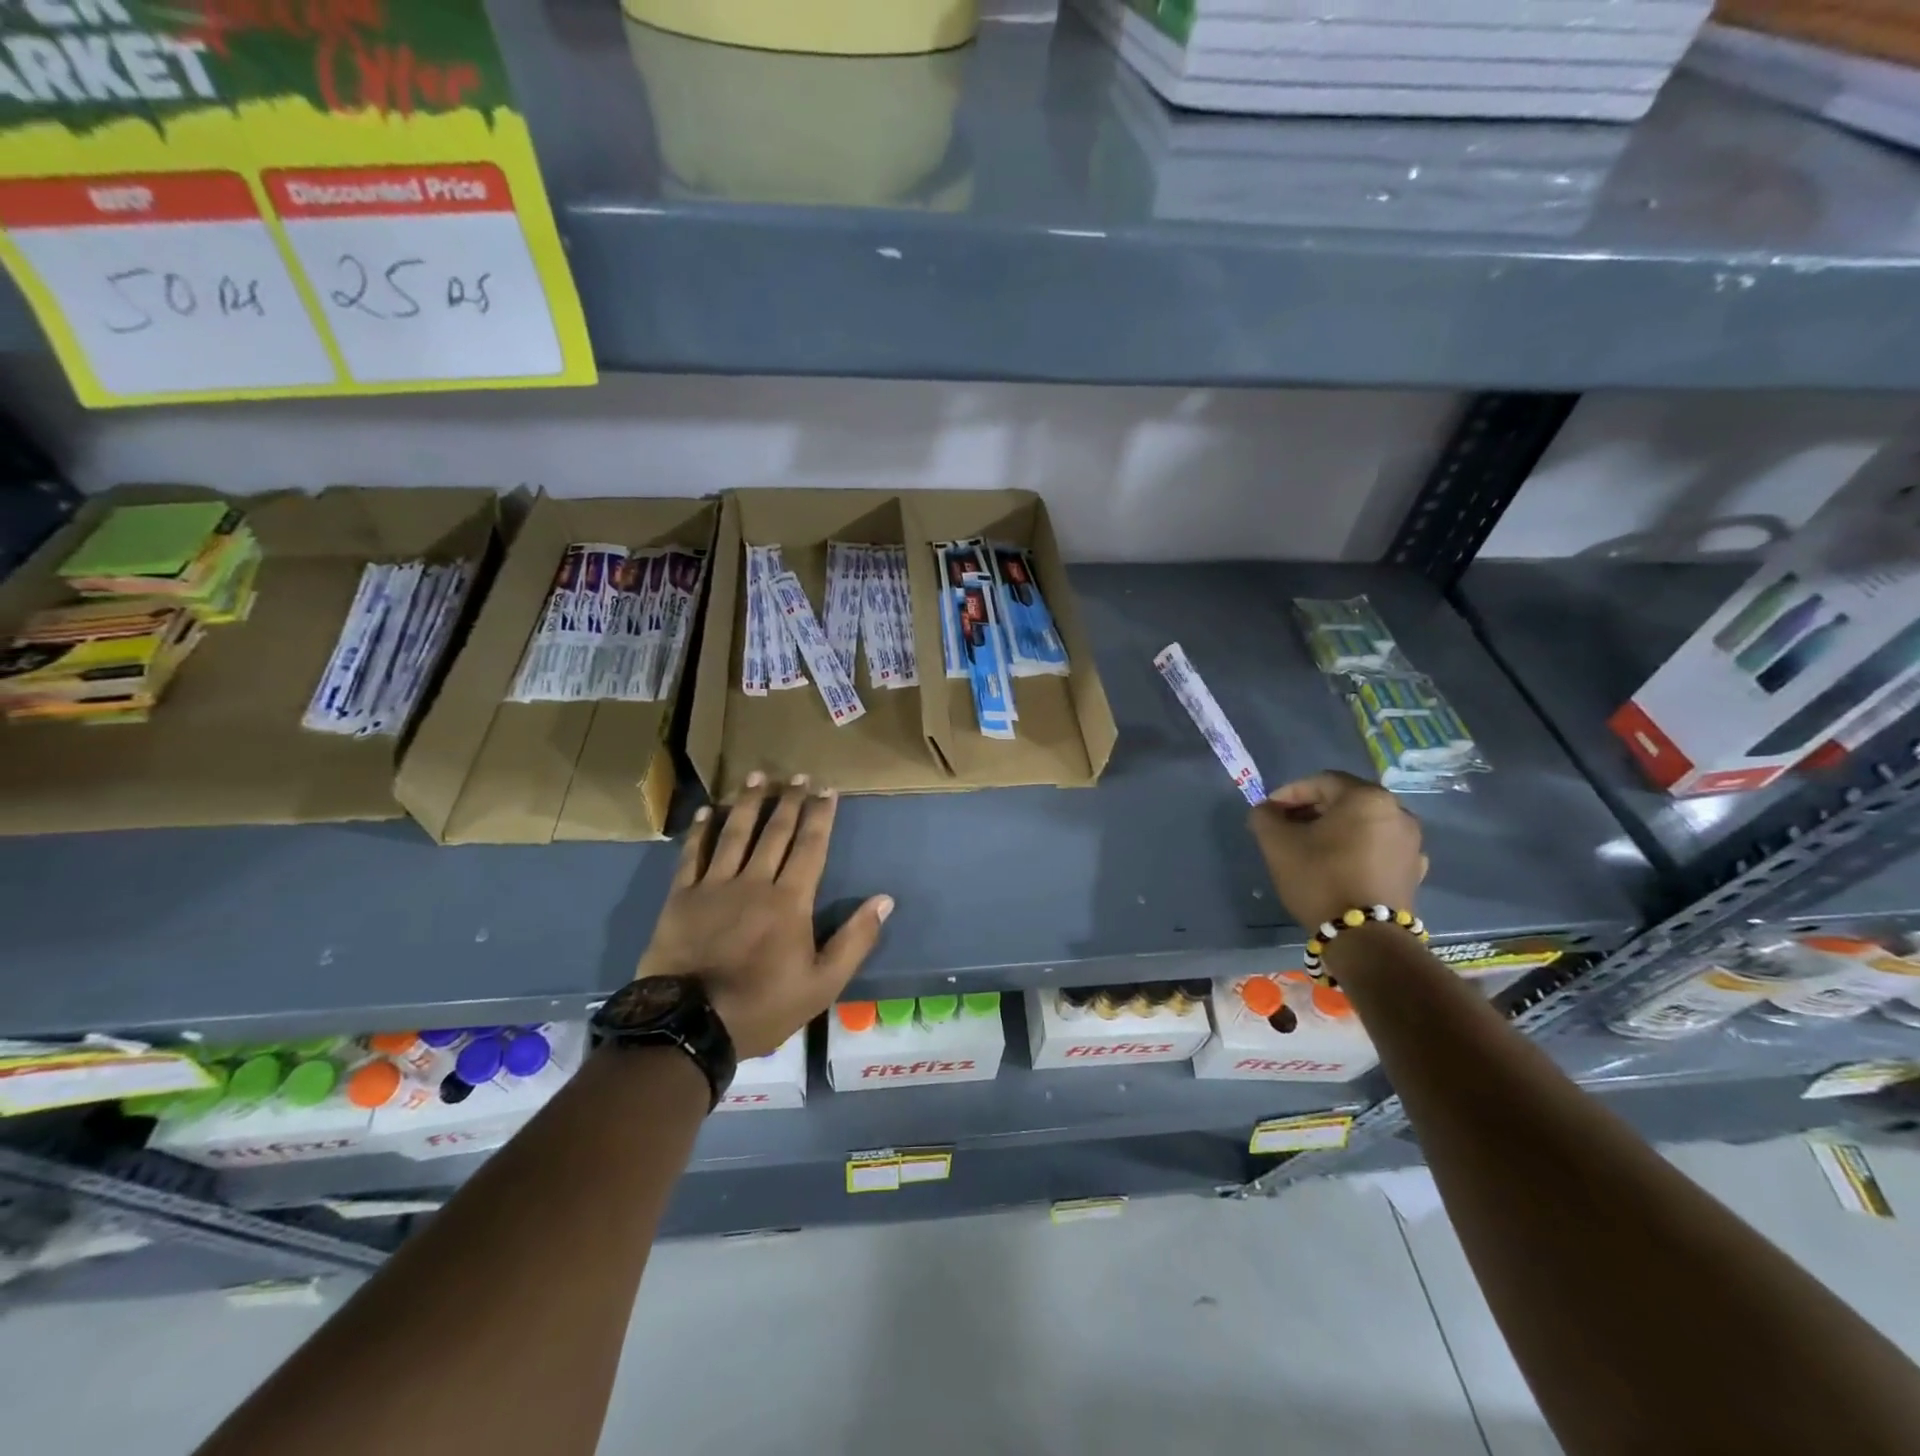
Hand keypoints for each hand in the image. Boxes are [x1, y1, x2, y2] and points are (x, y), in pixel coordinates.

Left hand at [636, 773, 892, 1058]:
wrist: (689, 1026)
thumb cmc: (762, 1006)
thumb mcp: (822, 984)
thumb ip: (855, 940)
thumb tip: (884, 900)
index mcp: (790, 900)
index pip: (810, 846)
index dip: (820, 815)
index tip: (827, 789)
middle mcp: (754, 882)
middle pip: (775, 832)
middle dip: (789, 800)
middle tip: (797, 775)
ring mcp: (714, 886)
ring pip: (735, 834)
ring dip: (748, 803)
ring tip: (758, 776)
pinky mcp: (681, 897)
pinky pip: (692, 855)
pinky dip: (701, 831)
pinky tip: (708, 811)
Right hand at [1248, 770, 1427, 930]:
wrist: (1365, 937)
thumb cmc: (1320, 878)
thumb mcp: (1277, 843)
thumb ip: (1265, 816)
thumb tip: (1266, 810)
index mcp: (1367, 798)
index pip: (1321, 781)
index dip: (1290, 793)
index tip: (1269, 811)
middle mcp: (1398, 812)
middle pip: (1345, 801)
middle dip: (1311, 810)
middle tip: (1285, 827)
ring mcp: (1411, 843)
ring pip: (1362, 825)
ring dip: (1333, 830)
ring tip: (1308, 848)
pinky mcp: (1414, 871)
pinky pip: (1378, 847)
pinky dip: (1354, 849)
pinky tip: (1336, 866)